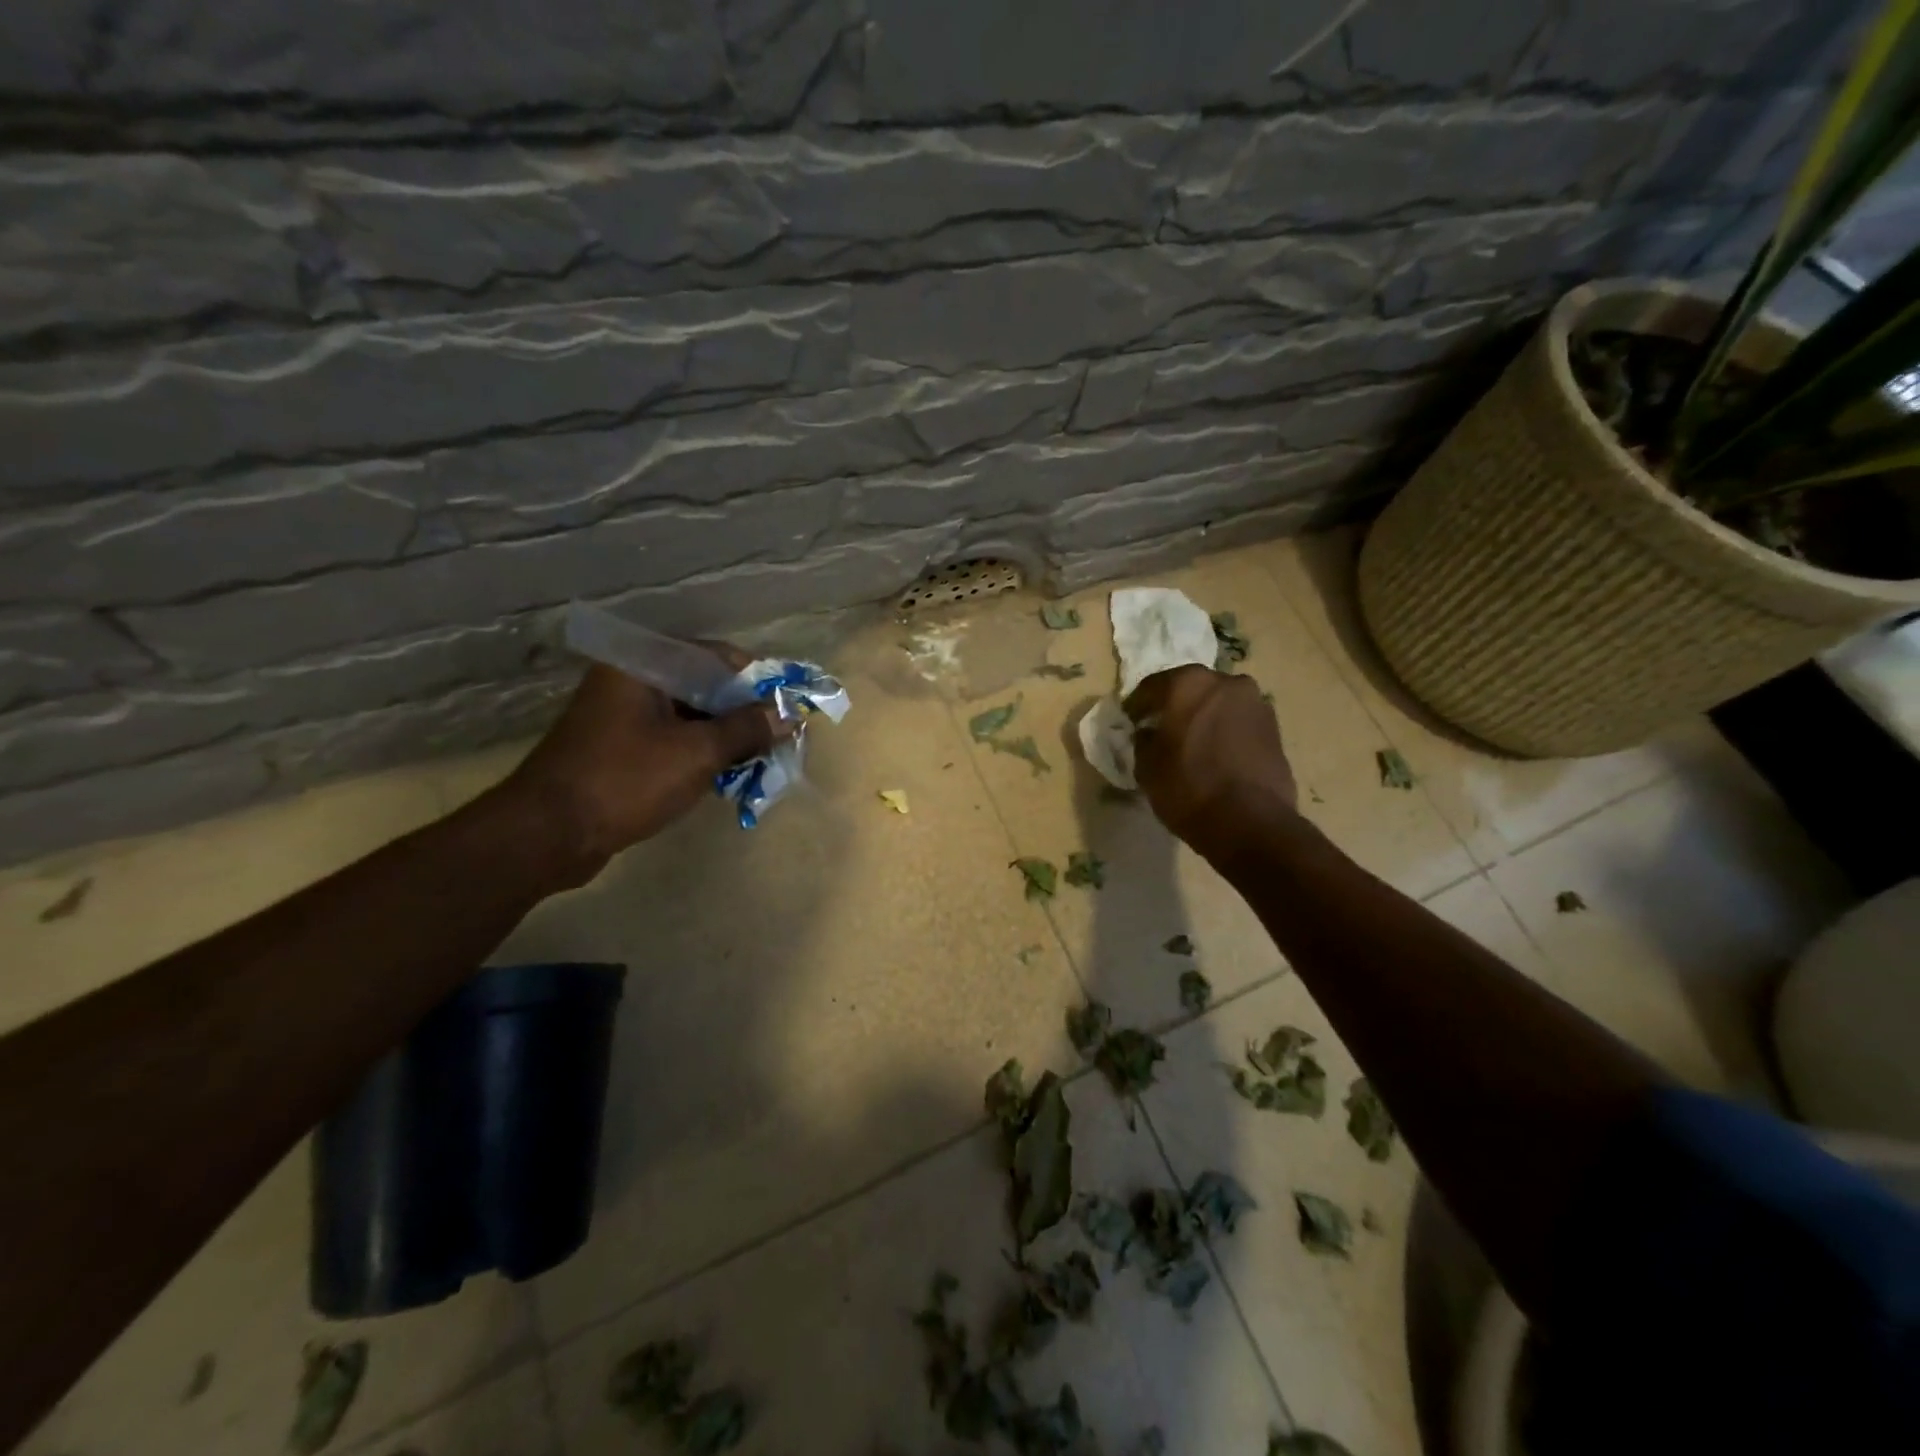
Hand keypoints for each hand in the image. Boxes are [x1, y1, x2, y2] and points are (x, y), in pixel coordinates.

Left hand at [502, 658, 784, 882]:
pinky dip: (701, 754)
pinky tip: (726, 777)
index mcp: (643, 666)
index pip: (715, 656)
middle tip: (777, 738)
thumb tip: (788, 715)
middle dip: (744, 713)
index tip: (785, 706)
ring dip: (725, 737)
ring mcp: (623, 717)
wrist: (547, 835)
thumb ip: (746, 729)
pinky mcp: (620, 750)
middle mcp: (631, 682)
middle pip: (704, 686)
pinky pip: (673, 741)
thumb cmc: (625, 781)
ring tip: (759, 761)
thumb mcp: (697, 753)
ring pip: (690, 717)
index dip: (755, 679)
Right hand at [1124, 665, 1298, 859]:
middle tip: (1161, 730)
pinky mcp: (1274, 726)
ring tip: (1192, 744)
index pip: (1151, 687)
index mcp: (1187, 683)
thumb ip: (1143, 740)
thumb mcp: (1147, 766)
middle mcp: (1224, 682)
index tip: (1131, 723)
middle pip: (1190, 689)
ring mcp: (1255, 702)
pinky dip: (1225, 731)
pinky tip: (1216, 754)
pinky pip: (1238, 721)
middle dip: (1174, 707)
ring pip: (1218, 704)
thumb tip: (1149, 732)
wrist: (1251, 822)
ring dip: (1203, 717)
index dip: (1137, 706)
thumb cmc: (1188, 788)